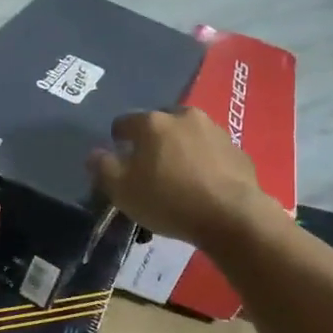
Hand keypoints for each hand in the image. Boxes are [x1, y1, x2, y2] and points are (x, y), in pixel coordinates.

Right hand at [88, 107, 265, 248]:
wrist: (231, 215)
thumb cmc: (168, 200)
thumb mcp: (122, 190)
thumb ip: (102, 168)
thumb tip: (95, 154)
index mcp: (152, 122)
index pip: (124, 122)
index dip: (118, 141)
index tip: (119, 162)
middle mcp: (183, 116)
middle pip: (159, 124)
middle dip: (151, 141)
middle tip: (149, 169)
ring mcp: (214, 130)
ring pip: (187, 135)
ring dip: (179, 149)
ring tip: (178, 177)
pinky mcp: (237, 149)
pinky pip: (211, 151)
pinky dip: (203, 162)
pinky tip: (202, 185)